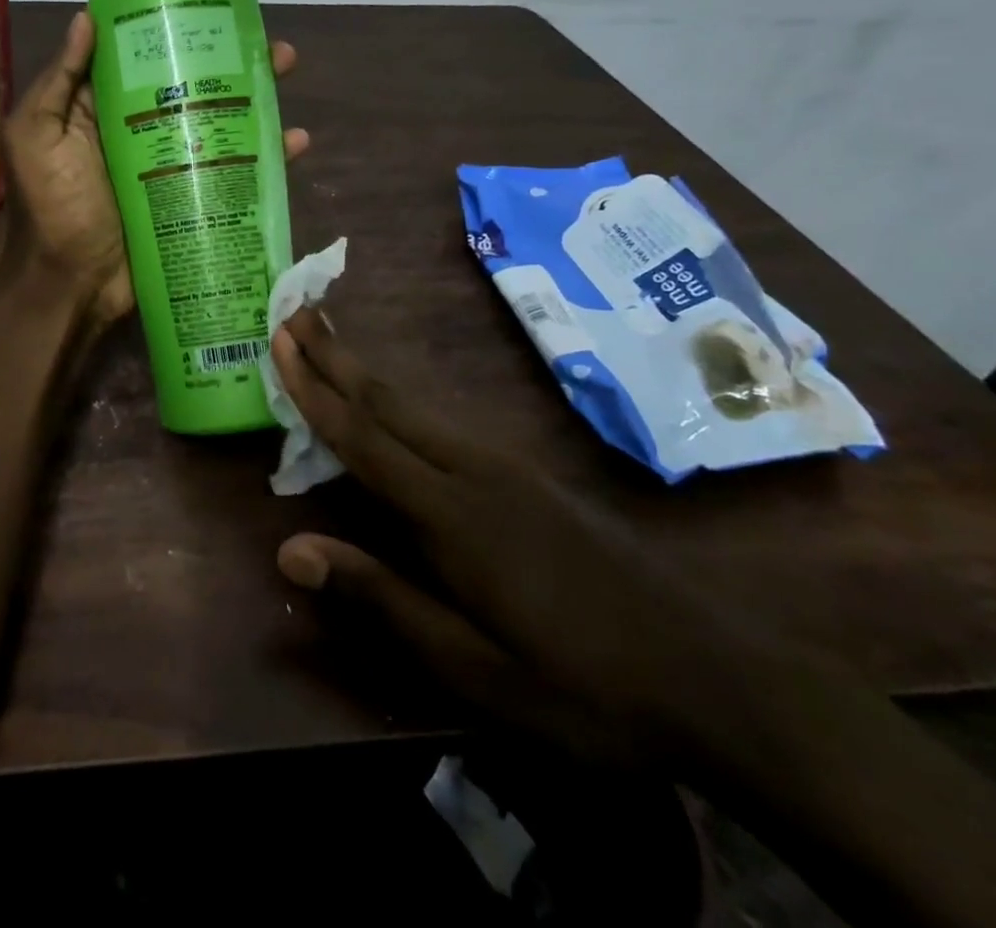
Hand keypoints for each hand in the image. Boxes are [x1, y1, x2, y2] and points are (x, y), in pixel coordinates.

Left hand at [1, 0, 307, 328]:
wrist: (71, 285)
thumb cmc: (53, 209)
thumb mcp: (37, 137)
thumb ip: (60, 81)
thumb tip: (88, 16)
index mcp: (103, 102)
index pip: (144, 45)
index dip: (177, 13)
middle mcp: (141, 122)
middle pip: (191, 73)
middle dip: (228, 46)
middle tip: (263, 25)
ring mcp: (171, 158)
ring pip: (219, 112)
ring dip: (255, 87)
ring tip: (284, 65)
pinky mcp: (193, 193)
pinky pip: (234, 165)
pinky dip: (266, 153)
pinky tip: (293, 140)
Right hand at [269, 309, 799, 770]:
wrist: (716, 678)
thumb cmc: (582, 685)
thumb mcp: (473, 665)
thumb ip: (379, 596)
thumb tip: (290, 547)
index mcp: (450, 513)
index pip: (362, 437)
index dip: (313, 388)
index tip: (280, 340)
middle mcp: (473, 469)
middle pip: (388, 400)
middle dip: (335, 355)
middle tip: (295, 309)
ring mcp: (506, 466)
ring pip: (418, 405)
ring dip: (366, 371)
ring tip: (330, 341)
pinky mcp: (528, 474)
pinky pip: (444, 422)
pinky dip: (401, 399)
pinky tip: (396, 403)